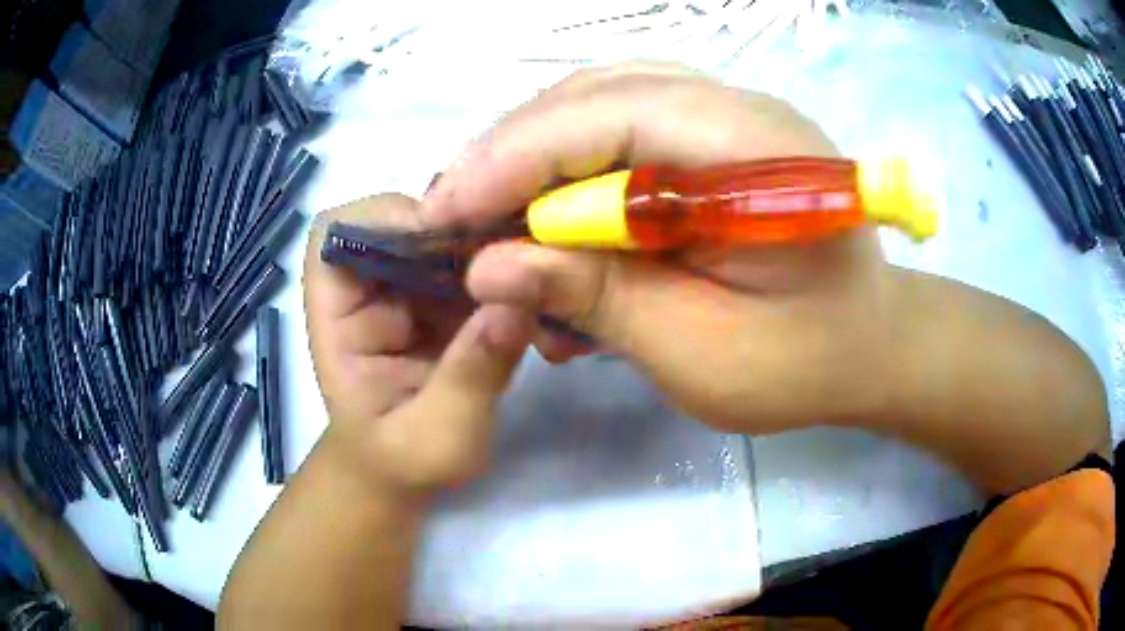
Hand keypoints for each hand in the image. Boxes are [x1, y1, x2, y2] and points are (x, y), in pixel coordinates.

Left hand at [303, 194, 533, 490]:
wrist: (405, 473)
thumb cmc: (402, 462)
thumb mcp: (437, 439)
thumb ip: (469, 379)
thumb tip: (515, 306)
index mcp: (337, 317)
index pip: (337, 234)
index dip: (385, 220)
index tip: (448, 243)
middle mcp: (367, 288)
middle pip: (400, 216)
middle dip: (457, 226)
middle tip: (512, 254)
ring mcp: (407, 287)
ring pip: (444, 230)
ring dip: (488, 243)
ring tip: (533, 272)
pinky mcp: (443, 296)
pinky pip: (474, 258)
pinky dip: (505, 265)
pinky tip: (535, 290)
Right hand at [424, 62, 892, 433]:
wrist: (867, 347)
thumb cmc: (803, 364)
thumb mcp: (699, 352)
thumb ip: (596, 299)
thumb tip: (484, 271)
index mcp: (757, 150)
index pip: (609, 117)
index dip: (513, 160)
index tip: (443, 216)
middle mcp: (741, 107)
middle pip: (597, 94)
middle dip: (512, 152)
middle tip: (453, 215)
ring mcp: (729, 113)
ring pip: (602, 99)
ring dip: (535, 151)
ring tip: (488, 208)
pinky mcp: (715, 134)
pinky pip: (624, 120)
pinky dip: (572, 157)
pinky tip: (548, 202)